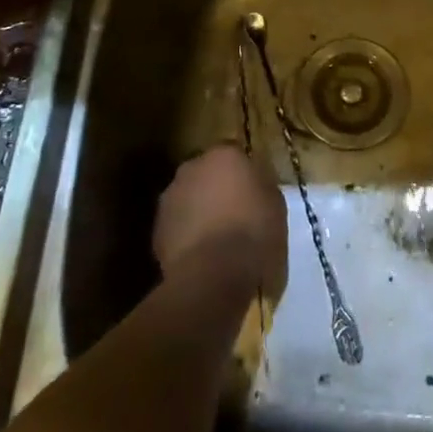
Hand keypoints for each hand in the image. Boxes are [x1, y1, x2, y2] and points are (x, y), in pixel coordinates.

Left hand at [152, 143, 287, 298]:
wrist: (213, 276)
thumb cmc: (254, 234)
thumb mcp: (276, 204)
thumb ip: (261, 185)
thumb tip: (253, 183)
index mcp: (224, 155)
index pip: (234, 155)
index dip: (243, 174)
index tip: (252, 193)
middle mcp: (192, 167)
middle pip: (206, 173)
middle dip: (216, 188)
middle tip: (233, 213)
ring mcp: (170, 197)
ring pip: (188, 198)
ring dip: (198, 210)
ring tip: (215, 238)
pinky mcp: (156, 229)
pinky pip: (176, 226)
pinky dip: (186, 235)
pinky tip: (200, 256)